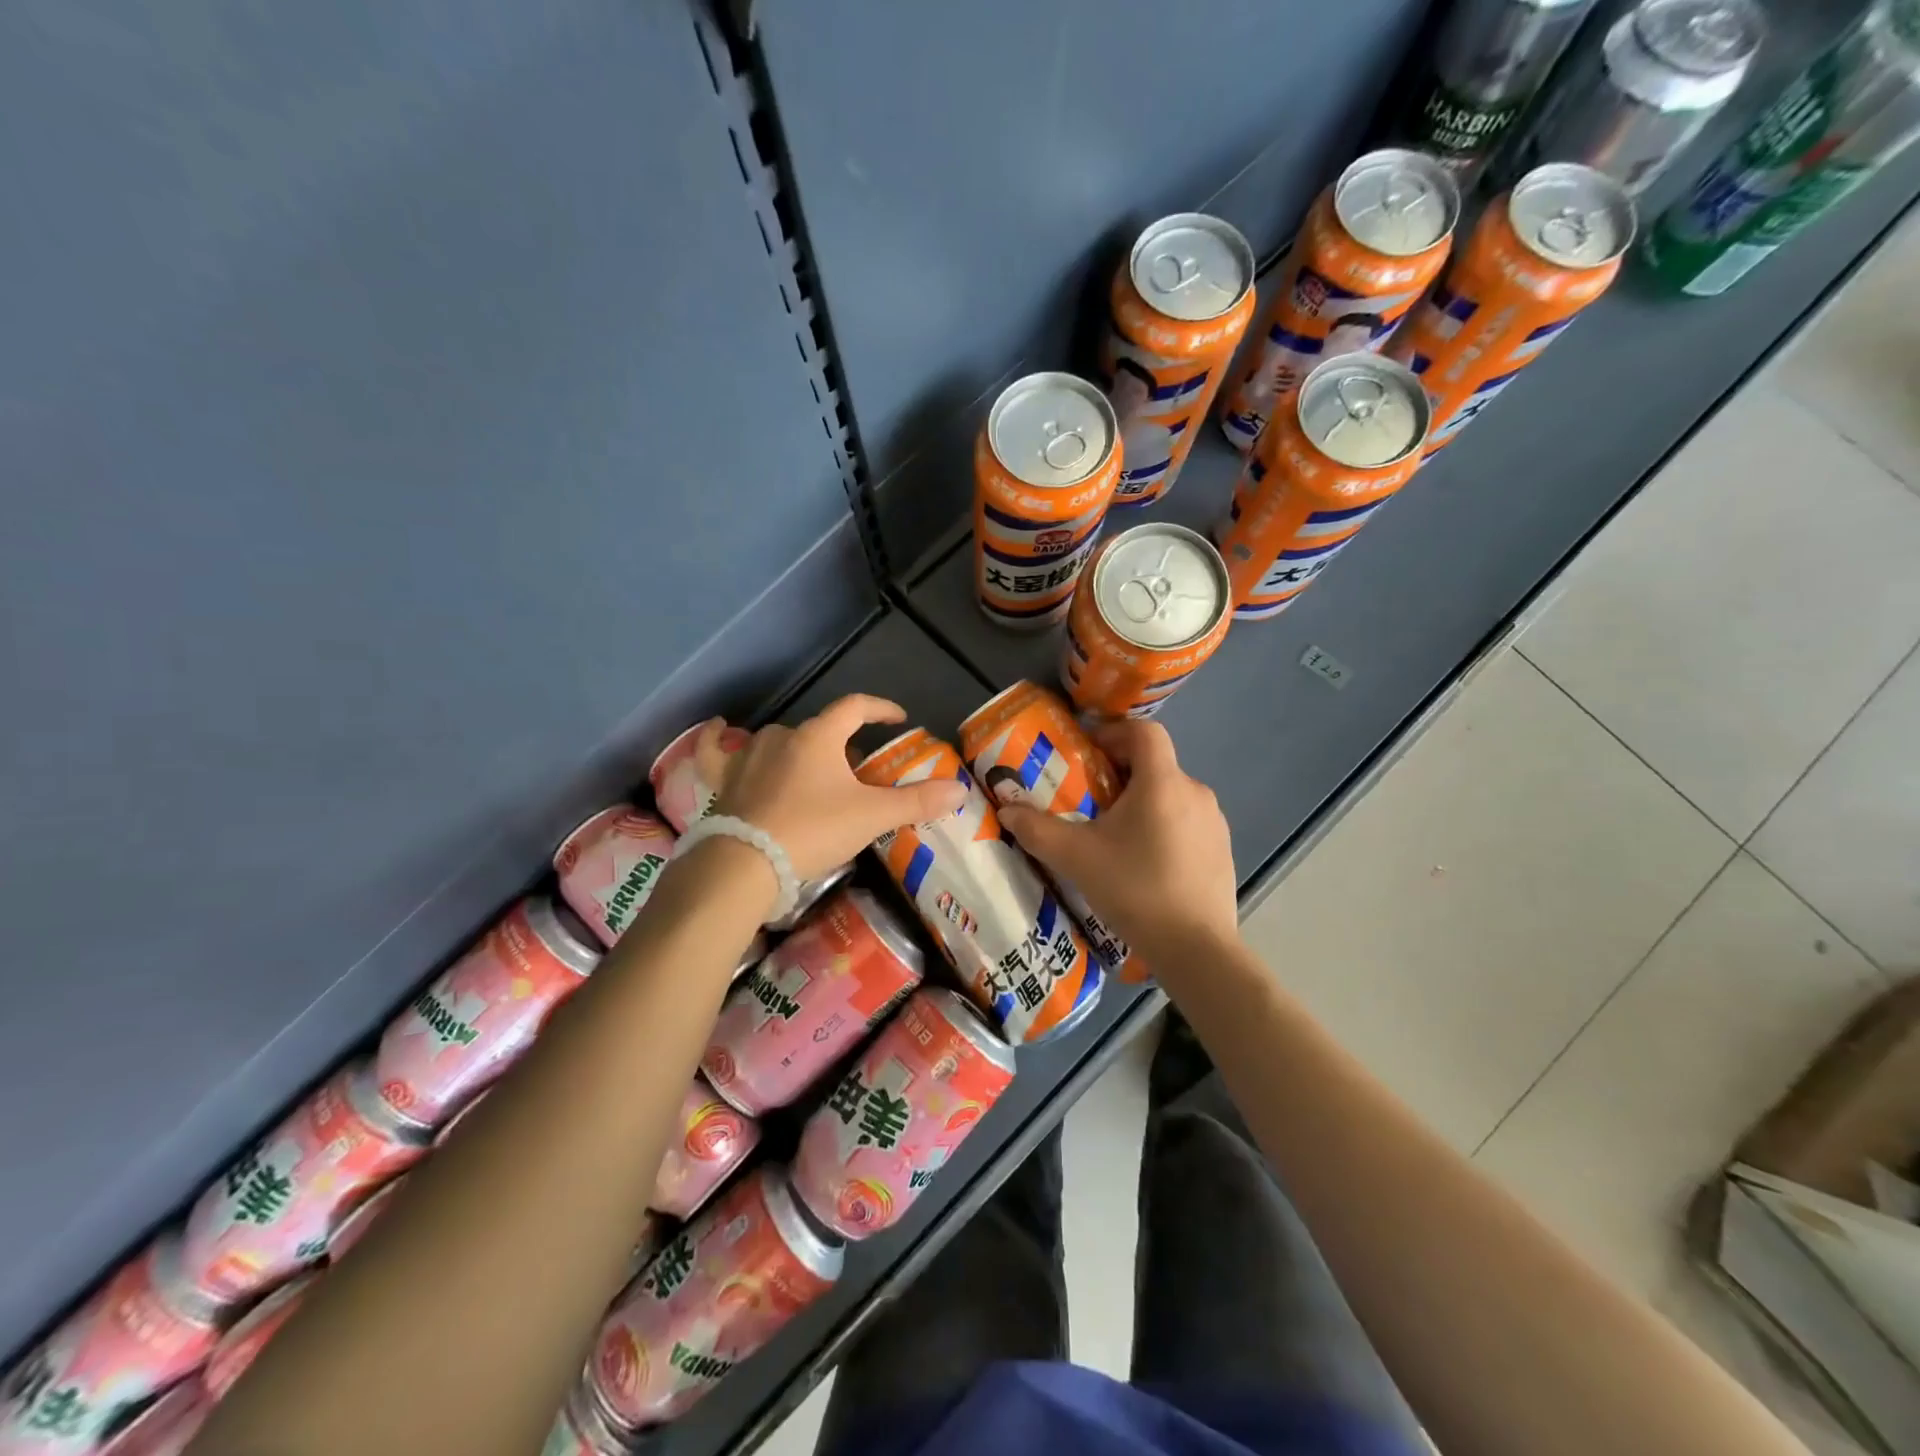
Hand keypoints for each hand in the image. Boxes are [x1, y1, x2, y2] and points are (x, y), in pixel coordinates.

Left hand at [700, 695, 965, 880]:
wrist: (744, 864)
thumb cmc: (812, 831)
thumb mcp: (870, 817)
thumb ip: (915, 802)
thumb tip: (959, 790)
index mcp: (819, 737)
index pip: (855, 707)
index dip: (879, 709)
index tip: (898, 719)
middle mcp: (781, 736)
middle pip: (819, 730)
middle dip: (841, 744)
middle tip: (858, 770)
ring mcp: (747, 756)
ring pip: (778, 741)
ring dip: (798, 749)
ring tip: (812, 771)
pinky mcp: (723, 780)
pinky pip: (715, 750)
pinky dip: (717, 739)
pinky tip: (717, 730)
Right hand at [998, 721, 1236, 970]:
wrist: (1196, 949)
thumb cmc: (1134, 889)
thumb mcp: (1076, 858)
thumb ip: (1037, 829)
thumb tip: (1006, 811)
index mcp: (1163, 782)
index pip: (1144, 730)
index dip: (1113, 732)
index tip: (1088, 752)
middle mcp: (1195, 792)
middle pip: (1156, 764)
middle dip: (1120, 773)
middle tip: (1089, 799)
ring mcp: (1214, 822)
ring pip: (1171, 794)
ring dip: (1142, 802)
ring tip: (1113, 835)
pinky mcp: (1222, 850)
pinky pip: (1187, 822)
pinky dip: (1163, 826)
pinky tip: (1144, 863)